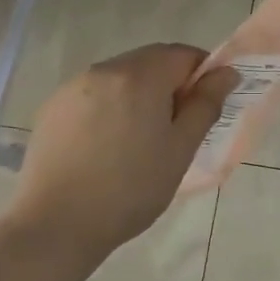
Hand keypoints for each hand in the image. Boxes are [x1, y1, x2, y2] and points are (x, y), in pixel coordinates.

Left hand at [11, 44, 239, 257]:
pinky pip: (93, 93)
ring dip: (138, 94)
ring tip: (138, 139)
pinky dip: (109, 106)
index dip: (201, 74)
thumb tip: (226, 73)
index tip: (204, 107)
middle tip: (175, 127)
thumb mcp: (180, 150)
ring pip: (120, 76)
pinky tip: (106, 145)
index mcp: (140, 76)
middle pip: (150, 60)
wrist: (55, 226)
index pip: (183, 54)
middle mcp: (105, 69)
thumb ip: (206, 104)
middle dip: (170, 83)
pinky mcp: (53, 107)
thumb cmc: (130, 189)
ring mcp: (74, 86)